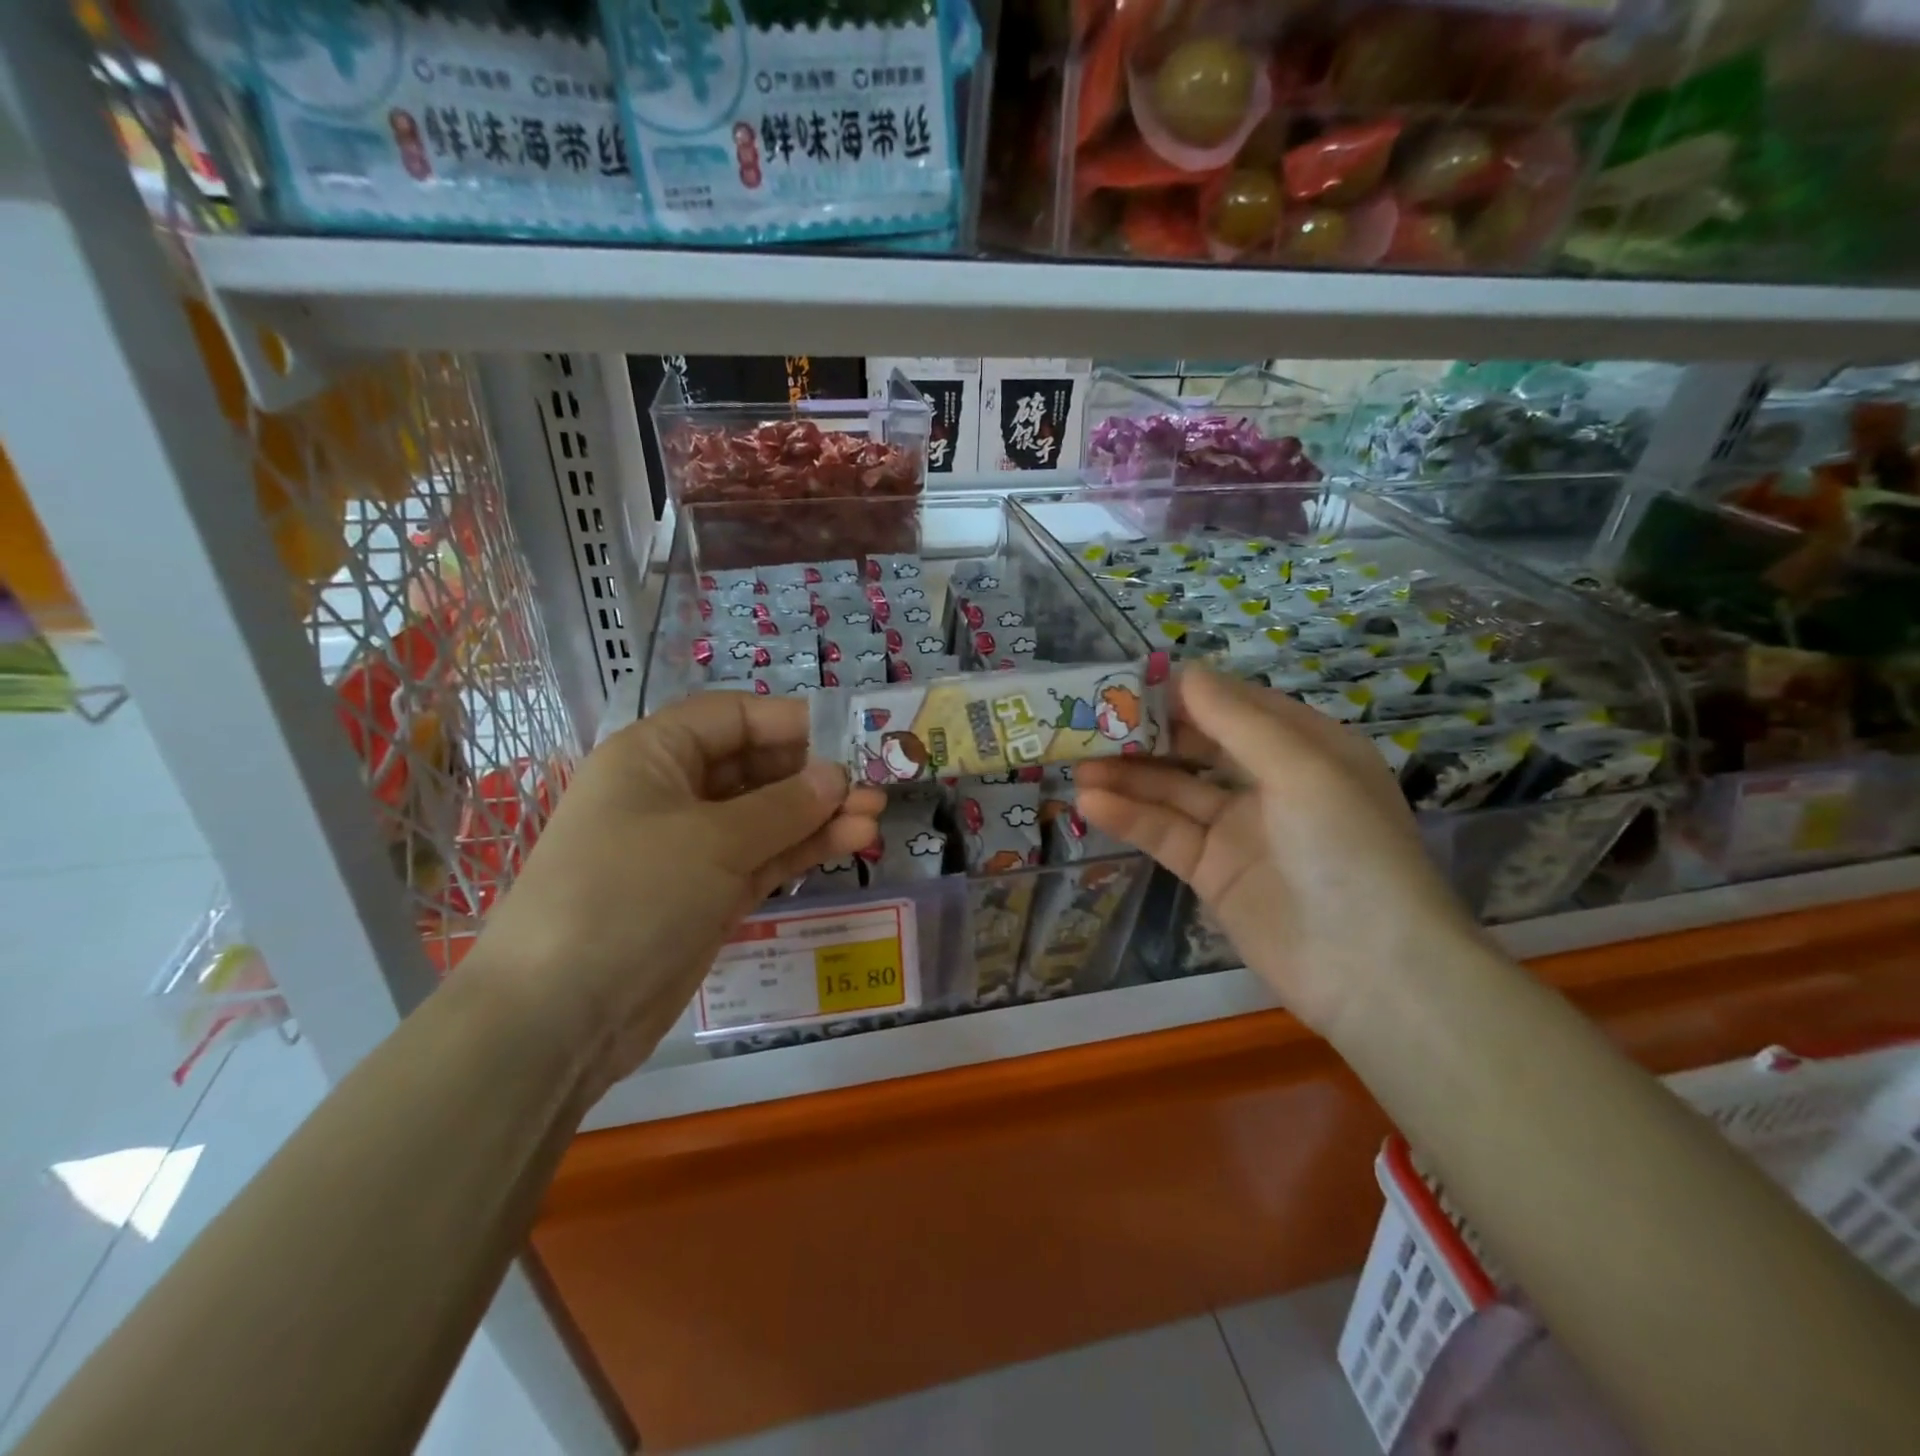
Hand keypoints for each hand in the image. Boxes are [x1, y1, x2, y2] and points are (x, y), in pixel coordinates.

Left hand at [472, 693, 883, 1090]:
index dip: (790, 722)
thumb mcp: (713, 840)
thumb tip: (838, 776)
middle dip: (813, 775)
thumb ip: (784, 804)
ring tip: (875, 818)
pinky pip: (763, 858)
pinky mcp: (707, 894)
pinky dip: (803, 849)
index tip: (848, 736)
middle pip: (754, 767)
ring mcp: (690, 848)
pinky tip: (851, 842)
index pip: (732, 718)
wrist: (560, 1015)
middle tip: (873, 786)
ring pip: (765, 817)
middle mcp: (671, 793)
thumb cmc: (631, 894)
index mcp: (654, 755)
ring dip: (818, 815)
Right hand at [1074, 668, 1479, 1036]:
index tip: (1129, 682)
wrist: (1372, 971)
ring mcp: (1239, 830)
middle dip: (1147, 735)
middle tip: (1091, 723)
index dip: (1185, 693)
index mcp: (1305, 748)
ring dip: (1128, 777)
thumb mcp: (1302, 770)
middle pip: (1198, 747)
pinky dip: (1130, 818)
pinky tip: (1092, 803)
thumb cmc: (1348, 850)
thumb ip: (1237, 721)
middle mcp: (1271, 783)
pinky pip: (1166, 834)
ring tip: (1077, 765)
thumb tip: (1183, 672)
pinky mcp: (1213, 872)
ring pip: (1174, 791)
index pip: (1235, 706)